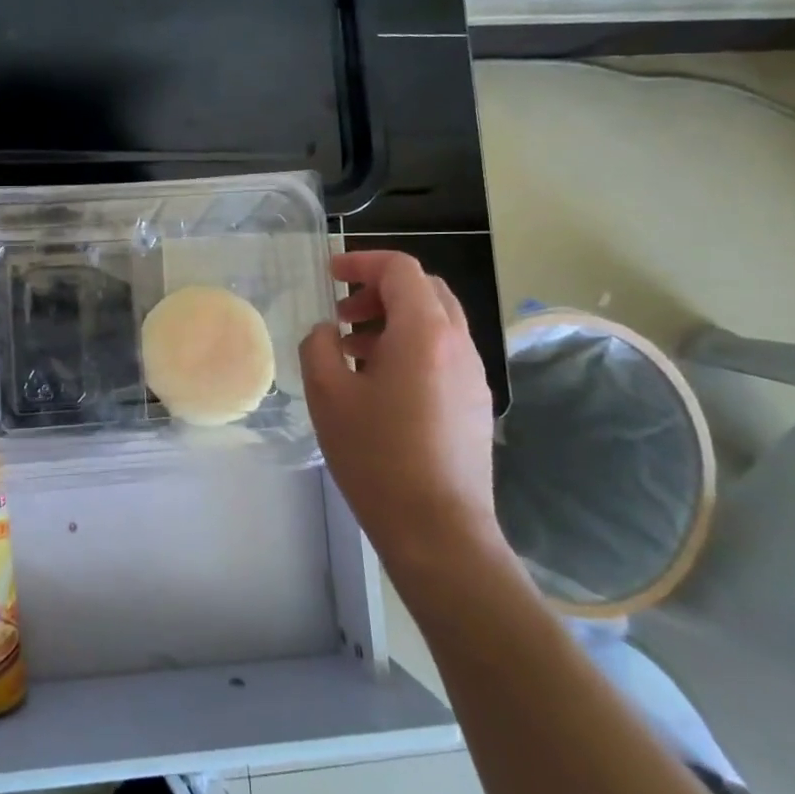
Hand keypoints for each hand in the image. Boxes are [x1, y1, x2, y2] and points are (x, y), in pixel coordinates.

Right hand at [299, 251, 500, 571]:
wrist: (439, 531)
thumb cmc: (377, 457)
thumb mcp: (328, 395)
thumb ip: (319, 346)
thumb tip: (329, 332)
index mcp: (424, 332)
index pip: (401, 269)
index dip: (362, 262)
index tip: (330, 274)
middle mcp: (458, 344)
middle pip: (424, 290)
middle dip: (380, 290)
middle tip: (343, 313)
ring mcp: (473, 375)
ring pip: (436, 322)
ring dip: (394, 321)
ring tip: (354, 353)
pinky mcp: (476, 404)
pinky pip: (444, 354)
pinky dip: (411, 348)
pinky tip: (381, 386)